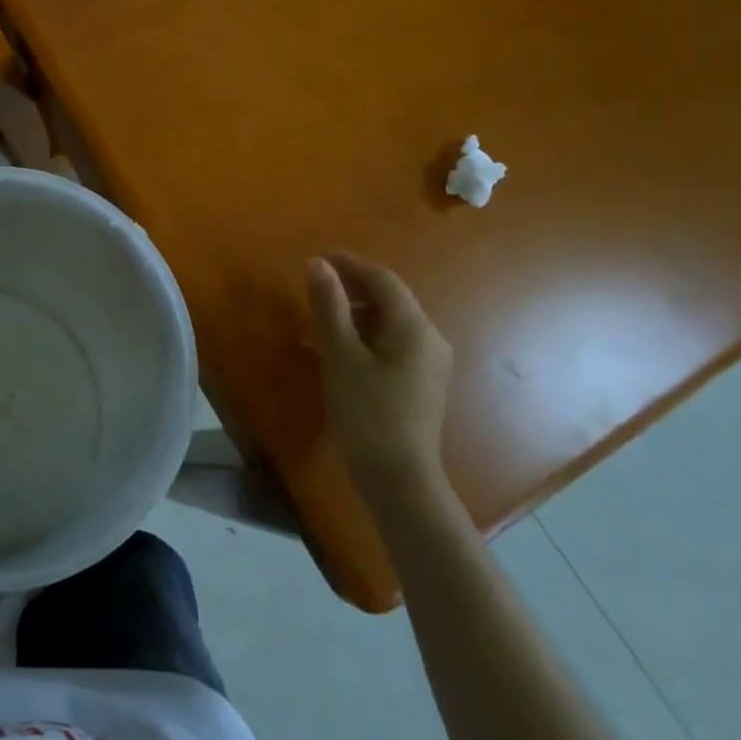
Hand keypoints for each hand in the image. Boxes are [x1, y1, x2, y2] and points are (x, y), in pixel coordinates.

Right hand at [307, 255, 453, 503]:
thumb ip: (329, 306)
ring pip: (387, 322)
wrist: (399, 481)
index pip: (382, 279)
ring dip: (352, 314)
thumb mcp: (341, 355)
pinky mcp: (420, 384)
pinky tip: (334, 352)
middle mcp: (429, 338)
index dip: (349, 264)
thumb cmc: (367, 413)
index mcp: (413, 327)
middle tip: (312, 289)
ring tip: (316, 323)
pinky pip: (390, 344)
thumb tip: (317, 264)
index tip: (316, 258)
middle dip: (350, 289)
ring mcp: (428, 363)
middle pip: (388, 299)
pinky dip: (362, 337)